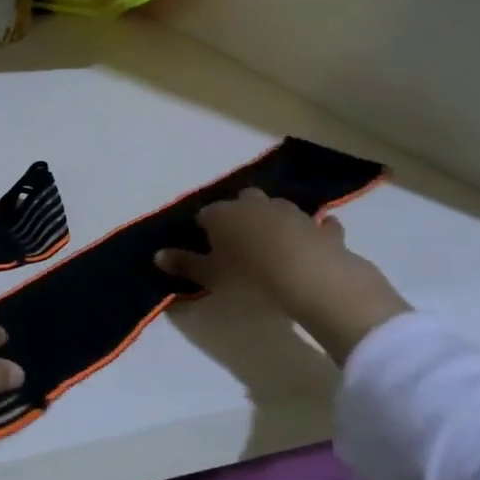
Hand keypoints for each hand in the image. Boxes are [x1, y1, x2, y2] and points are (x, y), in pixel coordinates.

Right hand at [154, 189, 409, 364]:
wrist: (311, 278)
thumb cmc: (250, 277)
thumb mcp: (211, 277)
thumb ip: (184, 264)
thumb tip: (156, 256)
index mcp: (223, 214)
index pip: (206, 214)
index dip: (204, 228)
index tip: (205, 245)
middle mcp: (255, 205)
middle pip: (243, 201)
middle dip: (239, 213)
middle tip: (239, 239)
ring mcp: (292, 213)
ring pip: (277, 208)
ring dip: (273, 219)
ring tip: (272, 242)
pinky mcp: (323, 228)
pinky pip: (318, 225)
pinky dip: (315, 231)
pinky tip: (315, 240)